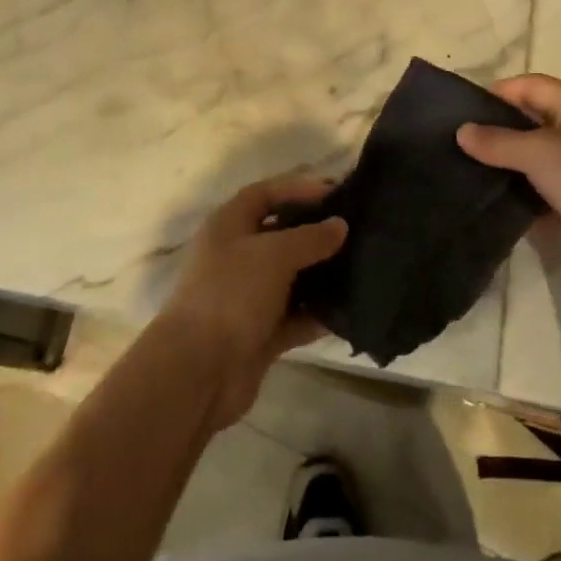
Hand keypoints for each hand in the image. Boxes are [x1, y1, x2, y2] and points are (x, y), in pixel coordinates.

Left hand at [156, 176, 347, 430]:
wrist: (198, 371)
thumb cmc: (232, 294)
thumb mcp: (274, 254)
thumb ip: (310, 237)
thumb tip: (340, 225)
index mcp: (229, 226)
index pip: (265, 194)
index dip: (298, 189)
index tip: (336, 192)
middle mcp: (236, 256)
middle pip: (280, 235)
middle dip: (315, 232)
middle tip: (356, 229)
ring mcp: (247, 297)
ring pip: (291, 278)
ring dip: (320, 274)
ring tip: (361, 266)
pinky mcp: (259, 333)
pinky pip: (295, 317)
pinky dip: (317, 314)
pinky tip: (350, 310)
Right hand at [455, 74, 560, 283]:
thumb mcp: (536, 153)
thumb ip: (497, 141)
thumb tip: (462, 132)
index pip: (529, 84)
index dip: (496, 94)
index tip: (463, 114)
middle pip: (536, 118)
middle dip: (503, 130)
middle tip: (467, 145)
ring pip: (545, 154)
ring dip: (517, 163)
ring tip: (480, 173)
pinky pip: (556, 183)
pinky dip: (534, 190)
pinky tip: (509, 203)